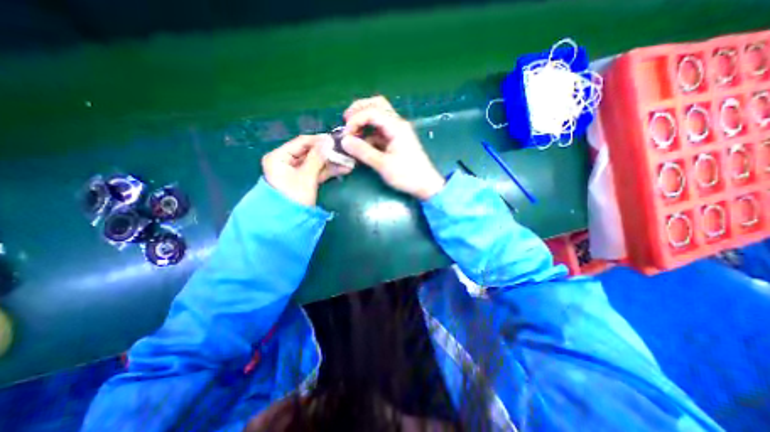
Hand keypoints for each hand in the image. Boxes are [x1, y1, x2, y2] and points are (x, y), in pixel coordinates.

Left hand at [262, 135, 350, 207]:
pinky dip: (328, 171)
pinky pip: (317, 172)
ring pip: (316, 163)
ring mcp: (296, 172)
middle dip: (328, 153)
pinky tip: (343, 169)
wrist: (288, 223)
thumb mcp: (306, 177)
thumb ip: (317, 158)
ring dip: (331, 162)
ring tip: (348, 161)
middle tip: (345, 151)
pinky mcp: (304, 181)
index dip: (320, 140)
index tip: (337, 140)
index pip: (302, 142)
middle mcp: (286, 161)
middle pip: (310, 152)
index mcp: (279, 157)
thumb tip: (328, 140)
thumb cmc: (293, 197)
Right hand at [340, 97, 445, 199]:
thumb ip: (363, 152)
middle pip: (377, 105)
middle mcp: (397, 124)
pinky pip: (379, 129)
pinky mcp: (396, 140)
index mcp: (396, 127)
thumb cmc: (407, 175)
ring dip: (363, 120)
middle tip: (346, 122)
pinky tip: (361, 143)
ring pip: (378, 115)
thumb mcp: (383, 165)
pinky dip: (368, 132)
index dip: (355, 119)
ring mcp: (397, 131)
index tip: (345, 134)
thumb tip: (344, 141)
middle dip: (359, 110)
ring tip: (351, 133)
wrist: (425, 184)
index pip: (372, 111)